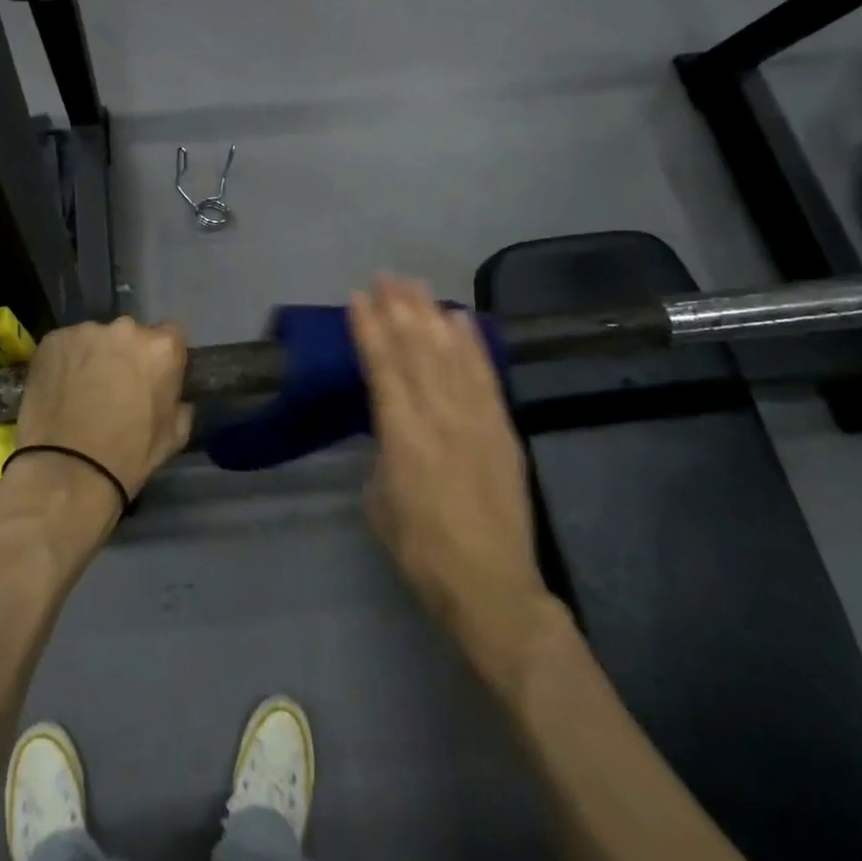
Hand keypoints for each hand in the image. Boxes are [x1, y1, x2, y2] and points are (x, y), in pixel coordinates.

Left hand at [10, 316, 191, 507]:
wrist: (68, 470)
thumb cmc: (129, 456)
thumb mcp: (174, 435)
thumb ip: (180, 405)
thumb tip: (175, 398)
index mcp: (162, 348)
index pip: (171, 336)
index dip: (161, 358)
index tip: (153, 377)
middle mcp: (126, 329)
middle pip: (130, 335)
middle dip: (126, 354)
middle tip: (115, 384)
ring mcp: (86, 332)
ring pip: (95, 339)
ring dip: (93, 357)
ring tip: (81, 389)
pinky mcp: (53, 340)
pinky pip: (64, 346)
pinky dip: (64, 362)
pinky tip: (58, 388)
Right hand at [350, 276, 547, 640]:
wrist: (490, 585)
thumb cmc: (420, 549)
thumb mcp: (379, 499)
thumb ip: (382, 450)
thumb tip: (389, 424)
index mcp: (401, 434)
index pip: (382, 366)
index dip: (369, 328)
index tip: (358, 296)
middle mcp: (438, 415)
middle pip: (416, 348)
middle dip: (399, 307)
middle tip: (386, 275)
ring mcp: (475, 419)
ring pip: (450, 352)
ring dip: (431, 314)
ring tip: (417, 284)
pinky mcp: (502, 428)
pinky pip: (485, 375)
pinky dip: (472, 343)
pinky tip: (461, 319)